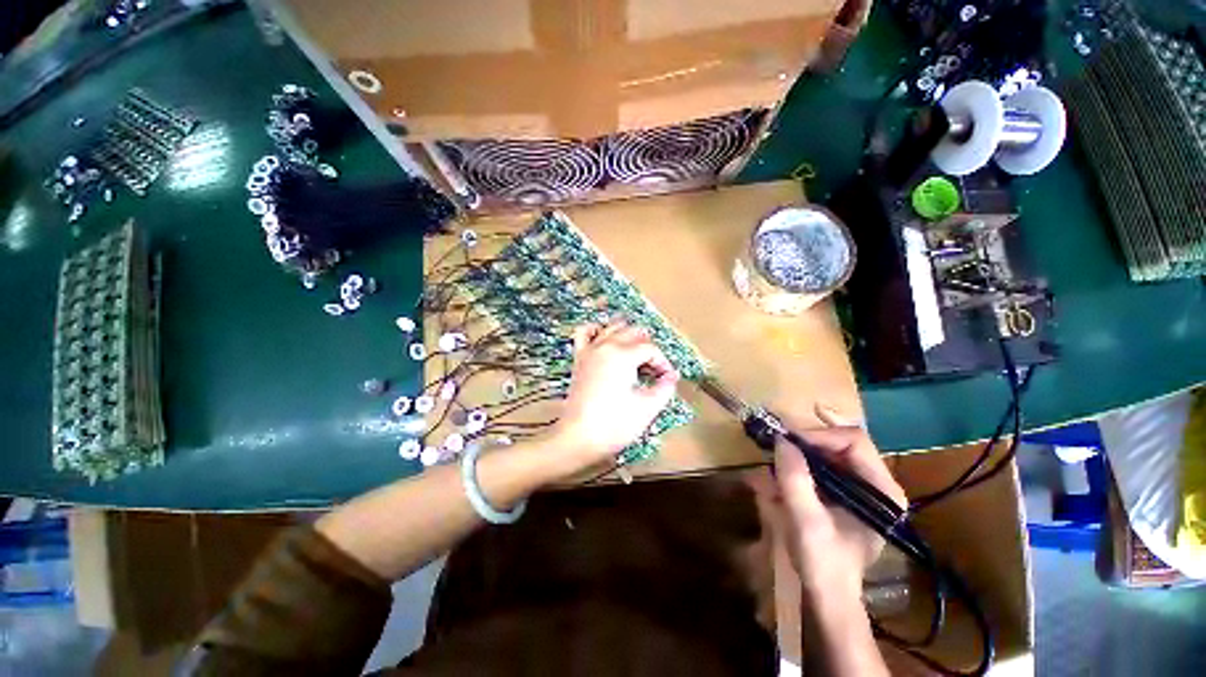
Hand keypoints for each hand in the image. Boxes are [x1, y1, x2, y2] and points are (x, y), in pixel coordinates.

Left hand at [550, 322, 678, 468]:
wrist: (579, 437)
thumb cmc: (614, 424)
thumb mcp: (647, 407)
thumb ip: (665, 387)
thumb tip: (671, 376)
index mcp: (623, 355)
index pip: (650, 349)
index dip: (663, 362)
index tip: (666, 379)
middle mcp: (605, 346)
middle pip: (633, 333)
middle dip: (648, 348)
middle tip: (654, 369)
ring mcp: (589, 351)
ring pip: (611, 327)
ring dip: (627, 334)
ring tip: (636, 352)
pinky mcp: (579, 359)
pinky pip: (584, 333)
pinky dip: (596, 330)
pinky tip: (604, 337)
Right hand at [775, 410, 905, 598]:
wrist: (829, 595)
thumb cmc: (824, 563)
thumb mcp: (806, 521)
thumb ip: (795, 479)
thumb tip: (781, 441)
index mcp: (882, 491)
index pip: (853, 441)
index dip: (818, 436)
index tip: (787, 442)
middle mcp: (877, 484)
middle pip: (841, 443)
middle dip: (806, 444)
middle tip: (777, 447)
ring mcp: (862, 488)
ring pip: (829, 453)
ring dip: (800, 454)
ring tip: (775, 464)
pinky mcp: (846, 494)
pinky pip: (822, 467)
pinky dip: (800, 467)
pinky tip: (780, 478)